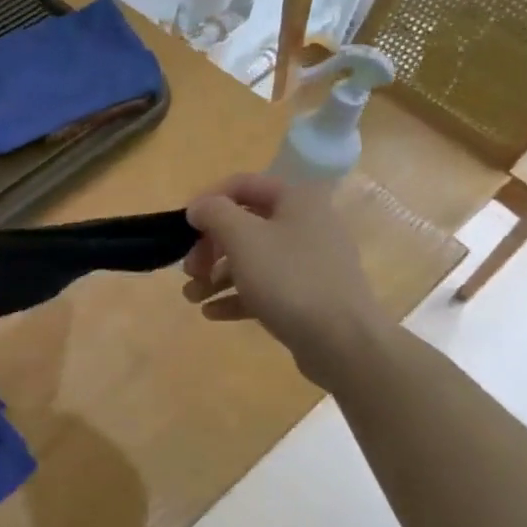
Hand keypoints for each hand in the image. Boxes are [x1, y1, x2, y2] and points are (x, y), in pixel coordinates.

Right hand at [182, 173, 392, 386]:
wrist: (342, 341)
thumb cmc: (289, 279)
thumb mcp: (243, 238)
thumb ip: (214, 214)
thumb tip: (199, 206)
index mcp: (296, 199)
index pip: (242, 185)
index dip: (208, 201)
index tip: (183, 227)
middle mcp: (305, 224)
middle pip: (244, 226)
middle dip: (209, 247)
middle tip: (189, 270)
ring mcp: (308, 262)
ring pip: (251, 260)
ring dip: (215, 276)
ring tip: (192, 297)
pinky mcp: (307, 295)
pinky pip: (264, 288)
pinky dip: (236, 296)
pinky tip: (212, 313)